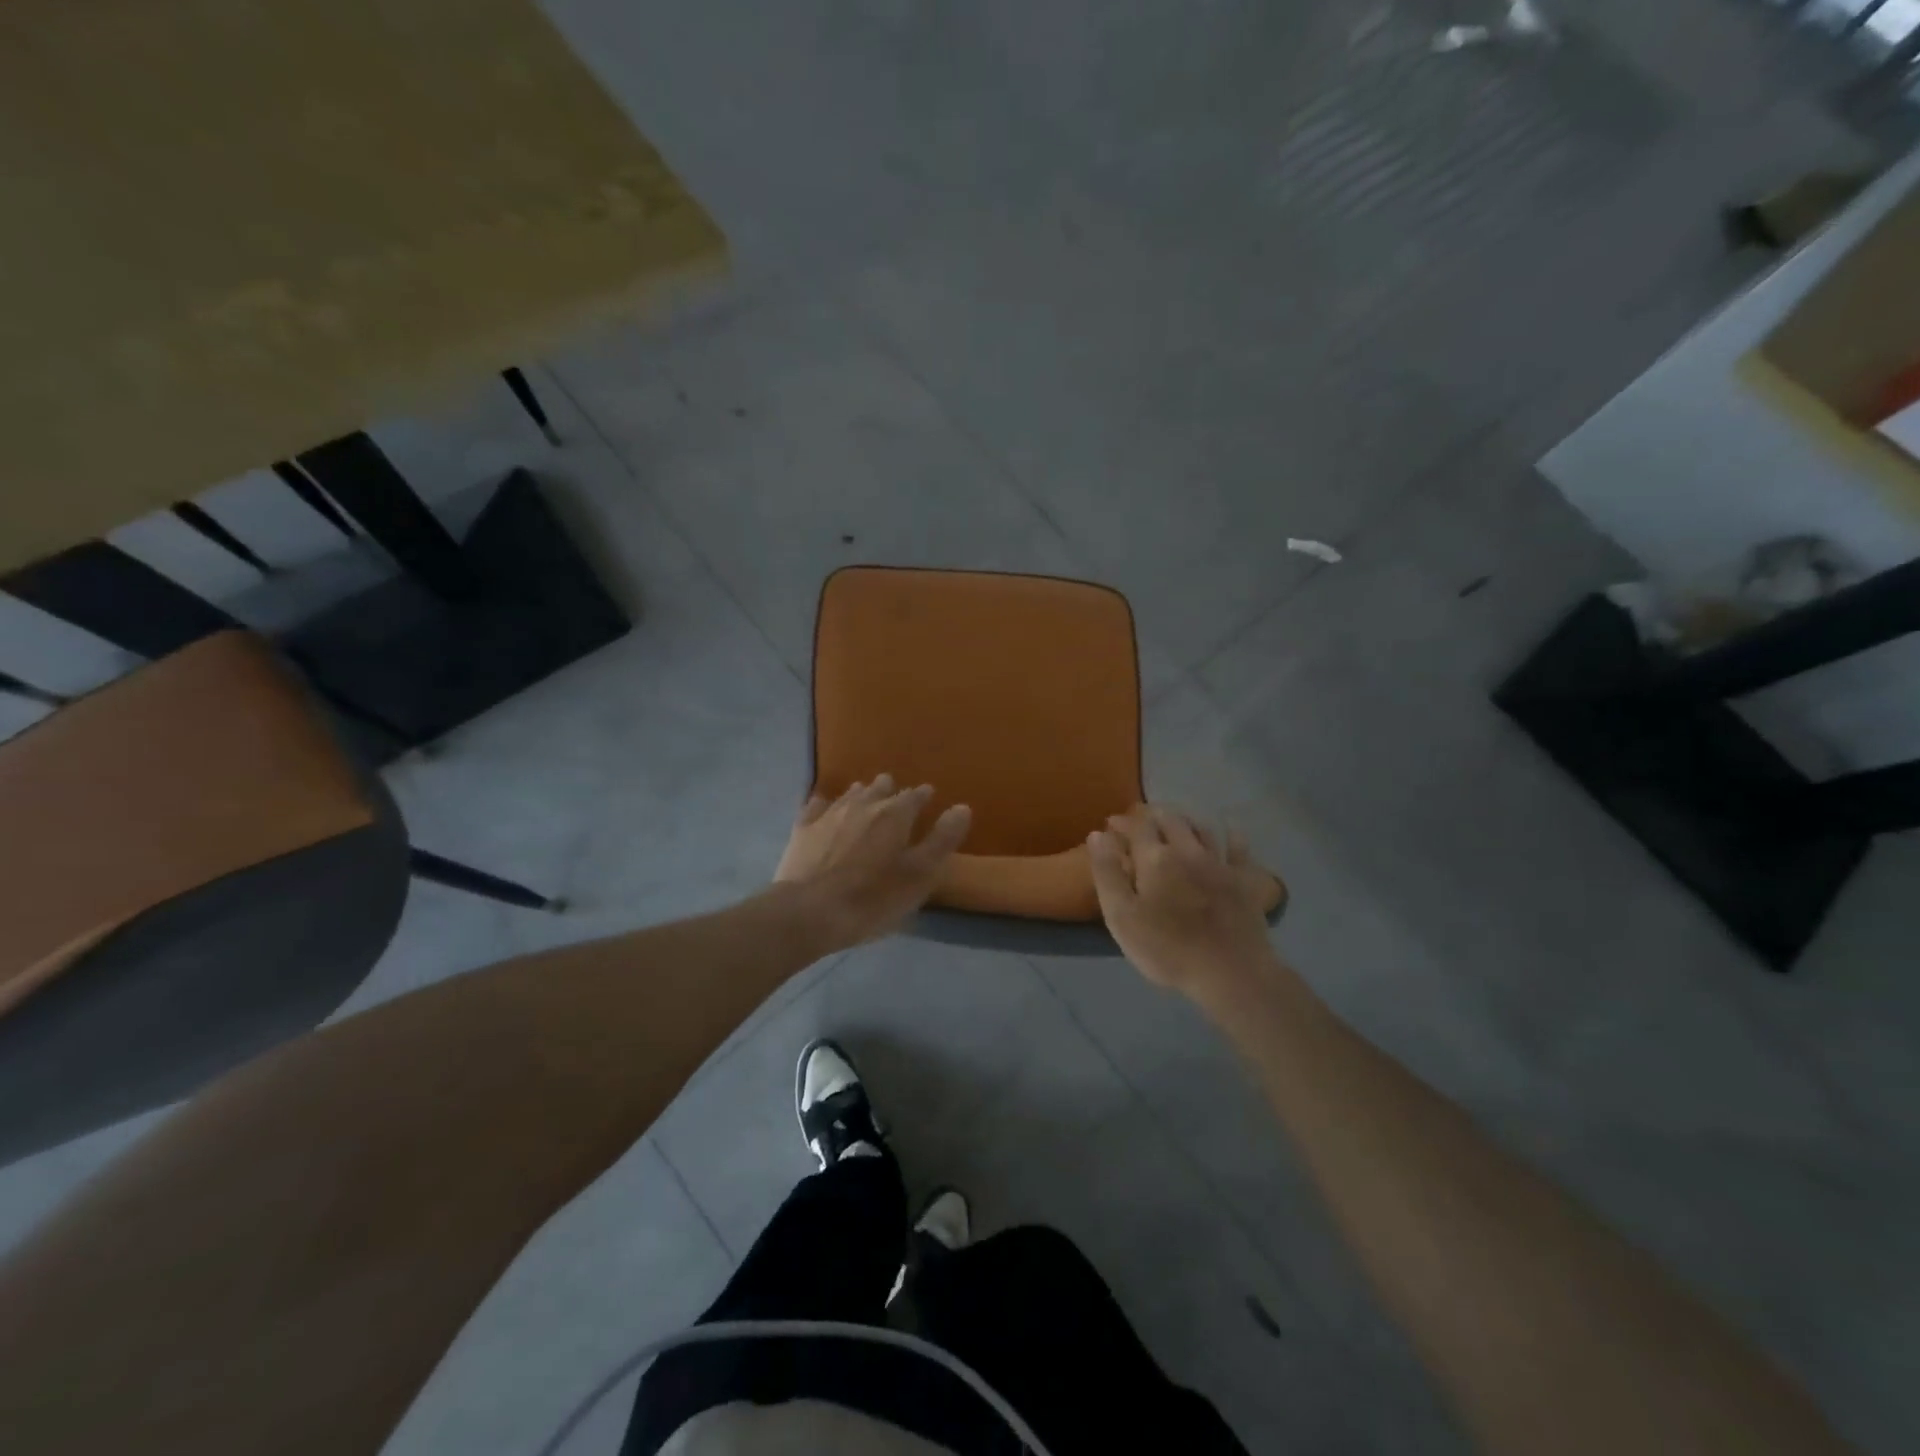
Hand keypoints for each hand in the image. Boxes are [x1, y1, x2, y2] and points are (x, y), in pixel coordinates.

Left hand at [775, 775, 971, 950]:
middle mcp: (863, 804)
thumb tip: (962, 807)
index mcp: (895, 815)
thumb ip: (942, 840)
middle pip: (881, 788)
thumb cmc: (872, 898)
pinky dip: (825, 804)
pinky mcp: (803, 828)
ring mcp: (830, 814)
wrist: (808, 912)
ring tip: (866, 798)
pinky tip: (824, 807)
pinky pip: (816, 806)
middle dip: (891, 791)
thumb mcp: (919, 876)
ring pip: (851, 794)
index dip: (923, 796)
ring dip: (862, 794)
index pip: (915, 796)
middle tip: (896, 797)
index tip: (928, 797)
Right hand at [1088, 805, 1279, 994]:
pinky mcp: (1244, 881)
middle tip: (1141, 819)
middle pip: (1170, 820)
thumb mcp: (1121, 916)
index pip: (1137, 827)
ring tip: (1176, 821)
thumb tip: (1098, 835)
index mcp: (1155, 858)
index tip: (1111, 824)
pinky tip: (1230, 830)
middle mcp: (1187, 850)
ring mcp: (1219, 863)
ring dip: (1185, 820)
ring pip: (1201, 828)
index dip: (1123, 822)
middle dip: (1152, 815)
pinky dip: (1233, 836)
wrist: (1230, 973)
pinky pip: (1239, 849)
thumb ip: (1107, 873)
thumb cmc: (1167, 949)